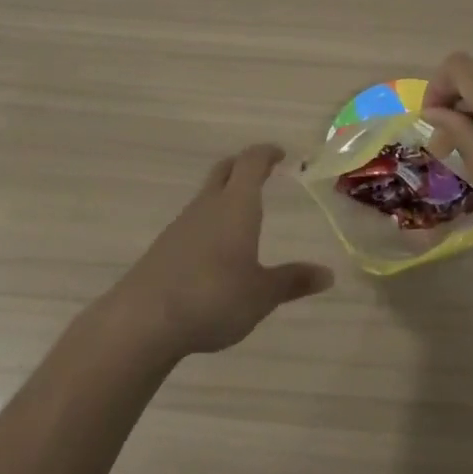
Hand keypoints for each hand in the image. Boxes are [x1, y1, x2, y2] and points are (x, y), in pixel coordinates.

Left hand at [112, 145, 333, 356]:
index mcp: (236, 205)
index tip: (280, 154)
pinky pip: (194, 221)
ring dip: (225, 194)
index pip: (251, 163)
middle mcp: (208, 205)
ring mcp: (182, 225)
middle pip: (225, 171)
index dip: (266, 154)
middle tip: (262, 171)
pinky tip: (216, 249)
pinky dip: (210, 221)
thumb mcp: (261, 294)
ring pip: (207, 196)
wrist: (144, 319)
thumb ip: (293, 281)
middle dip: (243, 166)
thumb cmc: (213, 297)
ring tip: (242, 213)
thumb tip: (328, 274)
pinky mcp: (165, 247)